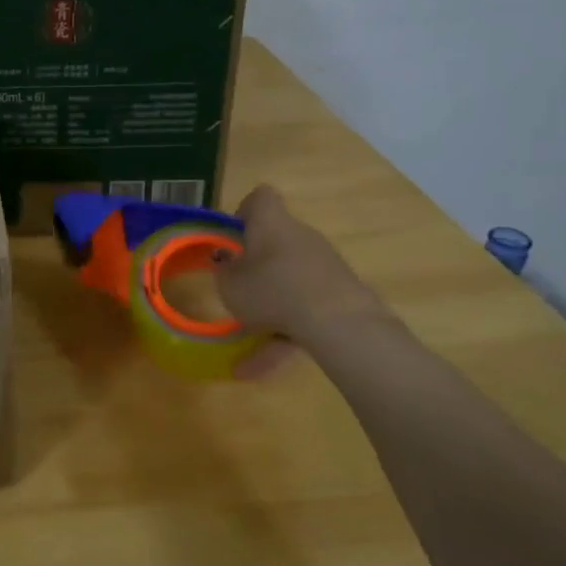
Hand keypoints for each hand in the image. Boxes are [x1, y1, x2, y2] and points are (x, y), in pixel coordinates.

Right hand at [216, 185, 386, 375]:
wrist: (339, 322)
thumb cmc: (272, 290)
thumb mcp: (229, 284)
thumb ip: (224, 271)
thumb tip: (226, 260)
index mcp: (271, 223)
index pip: (260, 198)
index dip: (244, 212)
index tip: (232, 236)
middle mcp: (300, 236)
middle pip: (276, 241)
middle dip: (257, 264)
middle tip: (237, 286)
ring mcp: (324, 264)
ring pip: (289, 280)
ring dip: (270, 303)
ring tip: (246, 337)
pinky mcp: (341, 292)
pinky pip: (304, 307)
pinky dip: (284, 332)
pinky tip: (260, 367)